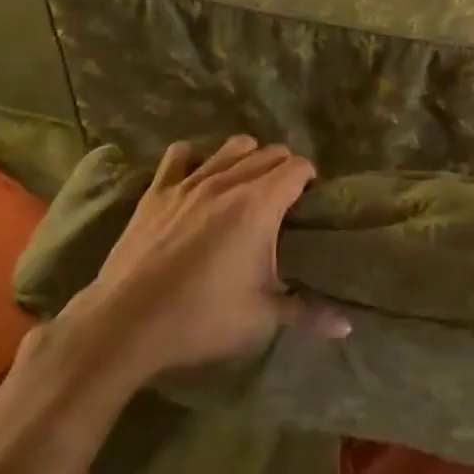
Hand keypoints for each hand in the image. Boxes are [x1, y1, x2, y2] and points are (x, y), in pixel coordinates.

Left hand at [55, 136, 347, 384]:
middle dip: (283, 168)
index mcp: (260, 205)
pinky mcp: (157, 192)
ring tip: (247, 186)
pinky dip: (195, 159)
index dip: (309, 179)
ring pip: (230, 147)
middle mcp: (228, 182)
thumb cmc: (202, 318)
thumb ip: (309, 314)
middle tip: (284, 200)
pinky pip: (179, 155)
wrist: (125, 325)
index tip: (310, 202)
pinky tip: (198, 179)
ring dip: (247, 158)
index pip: (297, 167)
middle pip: (268, 152)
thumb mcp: (263, 318)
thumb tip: (348, 327)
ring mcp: (189, 183)